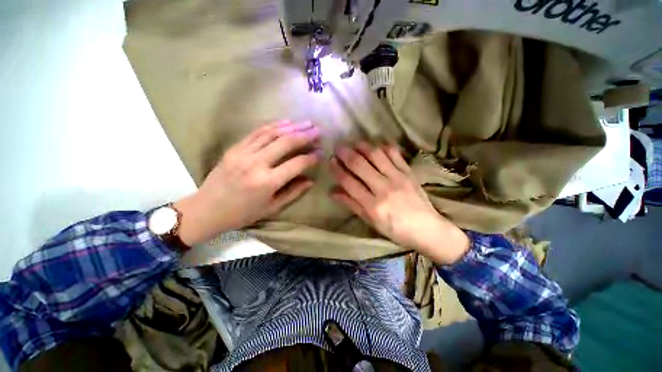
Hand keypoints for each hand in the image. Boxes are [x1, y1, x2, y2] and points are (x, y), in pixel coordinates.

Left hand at [174, 121, 320, 245]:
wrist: (207, 209)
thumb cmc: (243, 213)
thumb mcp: (272, 208)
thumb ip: (293, 192)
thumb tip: (310, 180)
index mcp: (267, 182)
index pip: (296, 164)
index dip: (311, 157)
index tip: (321, 153)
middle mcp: (256, 163)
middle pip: (285, 142)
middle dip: (305, 135)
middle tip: (318, 130)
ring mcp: (243, 153)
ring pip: (272, 133)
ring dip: (292, 126)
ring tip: (306, 123)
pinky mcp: (235, 148)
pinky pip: (257, 132)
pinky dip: (273, 125)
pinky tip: (285, 122)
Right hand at [330, 142, 468, 264]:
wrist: (427, 228)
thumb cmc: (395, 229)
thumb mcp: (370, 221)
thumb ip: (351, 204)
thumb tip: (332, 191)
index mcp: (372, 205)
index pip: (349, 182)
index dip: (337, 169)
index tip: (331, 160)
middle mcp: (383, 188)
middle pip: (360, 164)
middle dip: (345, 153)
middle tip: (338, 147)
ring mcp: (398, 177)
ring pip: (376, 155)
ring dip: (362, 146)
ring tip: (354, 143)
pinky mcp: (408, 172)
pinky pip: (394, 153)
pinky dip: (382, 146)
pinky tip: (375, 146)